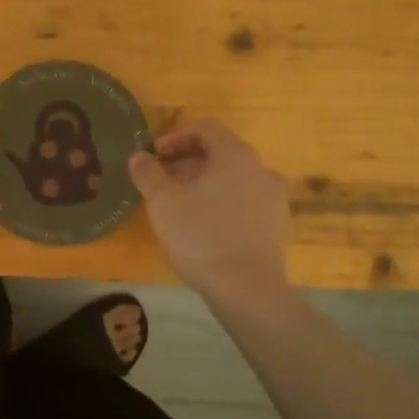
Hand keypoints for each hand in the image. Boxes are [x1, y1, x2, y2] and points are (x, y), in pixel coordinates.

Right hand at [129, 119, 291, 302]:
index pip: (206, 128)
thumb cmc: (201, 236)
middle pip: (221, 153)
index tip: (154, 155)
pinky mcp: (278, 227)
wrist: (248, 290)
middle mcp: (262, 170)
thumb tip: (139, 157)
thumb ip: (149, 173)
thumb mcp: (163, 202)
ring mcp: (275, 200)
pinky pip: (246, 203)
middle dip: (188, 162)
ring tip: (181, 205)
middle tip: (162, 181)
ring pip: (234, 179)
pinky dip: (224, 204)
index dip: (176, 136)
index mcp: (236, 155)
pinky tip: (205, 227)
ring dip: (206, 184)